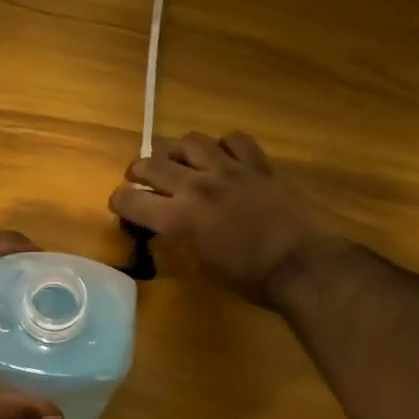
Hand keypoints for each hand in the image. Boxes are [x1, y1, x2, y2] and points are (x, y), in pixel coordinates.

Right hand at [108, 132, 326, 306]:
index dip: (118, 201)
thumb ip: (181, 237)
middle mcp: (196, 186)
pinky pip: (232, 139)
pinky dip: (222, 147)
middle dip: (138, 172)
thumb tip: (172, 226)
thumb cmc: (249, 278)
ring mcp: (228, 170)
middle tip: (141, 181)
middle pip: (151, 163)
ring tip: (181, 163)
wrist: (300, 264)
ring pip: (188, 141)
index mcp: (178, 218)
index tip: (121, 206)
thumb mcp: (202, 264)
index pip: (130, 199)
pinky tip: (223, 159)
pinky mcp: (256, 164)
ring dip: (177, 152)